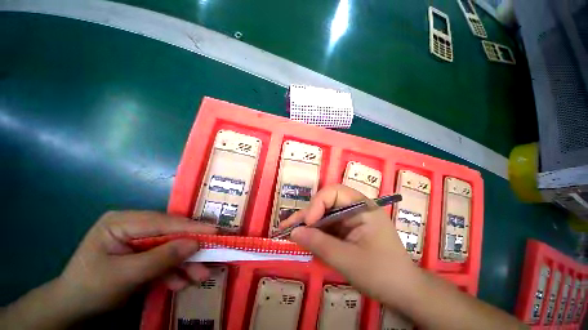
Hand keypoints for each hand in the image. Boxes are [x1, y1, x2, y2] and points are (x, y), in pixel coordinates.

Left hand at [58, 211, 216, 315]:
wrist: (74, 309)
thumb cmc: (91, 288)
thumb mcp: (125, 276)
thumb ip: (161, 258)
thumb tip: (196, 244)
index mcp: (123, 222)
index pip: (163, 222)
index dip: (191, 227)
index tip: (215, 231)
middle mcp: (134, 225)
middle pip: (170, 234)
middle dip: (189, 249)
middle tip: (211, 257)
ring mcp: (139, 239)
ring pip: (170, 247)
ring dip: (185, 263)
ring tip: (200, 276)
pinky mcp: (143, 253)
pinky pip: (163, 259)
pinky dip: (173, 271)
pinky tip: (180, 283)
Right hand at [279, 185, 417, 303]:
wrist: (404, 293)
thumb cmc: (382, 274)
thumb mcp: (348, 260)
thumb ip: (320, 244)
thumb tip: (294, 232)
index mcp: (362, 207)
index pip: (334, 192)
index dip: (317, 203)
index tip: (308, 223)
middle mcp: (356, 208)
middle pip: (326, 202)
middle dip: (308, 215)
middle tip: (288, 227)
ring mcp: (351, 219)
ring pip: (324, 214)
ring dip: (308, 224)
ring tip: (290, 232)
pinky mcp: (347, 230)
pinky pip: (328, 226)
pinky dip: (316, 232)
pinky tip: (305, 238)